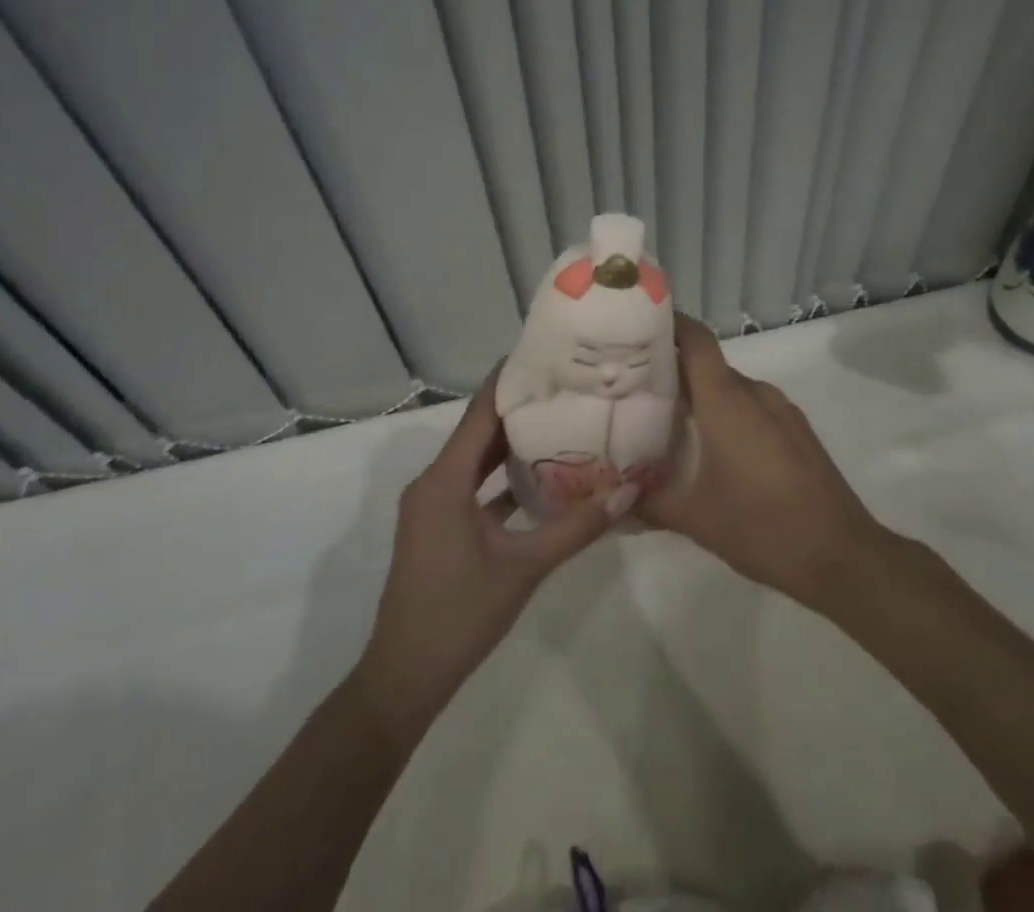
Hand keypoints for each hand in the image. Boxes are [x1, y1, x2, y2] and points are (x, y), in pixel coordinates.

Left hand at [353, 370, 631, 735]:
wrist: (404, 677)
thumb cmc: (460, 613)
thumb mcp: (524, 568)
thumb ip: (576, 528)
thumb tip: (628, 492)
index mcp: (445, 480)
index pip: (480, 413)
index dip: (509, 382)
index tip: (544, 355)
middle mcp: (433, 482)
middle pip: (479, 433)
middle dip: (519, 409)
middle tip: (565, 387)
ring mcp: (433, 506)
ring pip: (476, 461)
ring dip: (511, 444)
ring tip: (560, 421)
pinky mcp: (438, 527)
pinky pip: (472, 488)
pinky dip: (501, 479)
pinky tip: (541, 478)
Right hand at [642, 315, 889, 613]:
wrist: (843, 556)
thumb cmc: (763, 527)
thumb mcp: (694, 519)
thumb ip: (648, 502)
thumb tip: (614, 496)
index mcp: (727, 400)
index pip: (695, 339)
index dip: (668, 324)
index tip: (636, 327)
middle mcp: (755, 393)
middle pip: (708, 365)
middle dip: (673, 370)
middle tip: (636, 387)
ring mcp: (781, 410)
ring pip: (731, 388)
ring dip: (702, 396)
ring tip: (669, 421)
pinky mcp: (797, 431)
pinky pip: (753, 407)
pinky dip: (728, 414)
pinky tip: (714, 449)